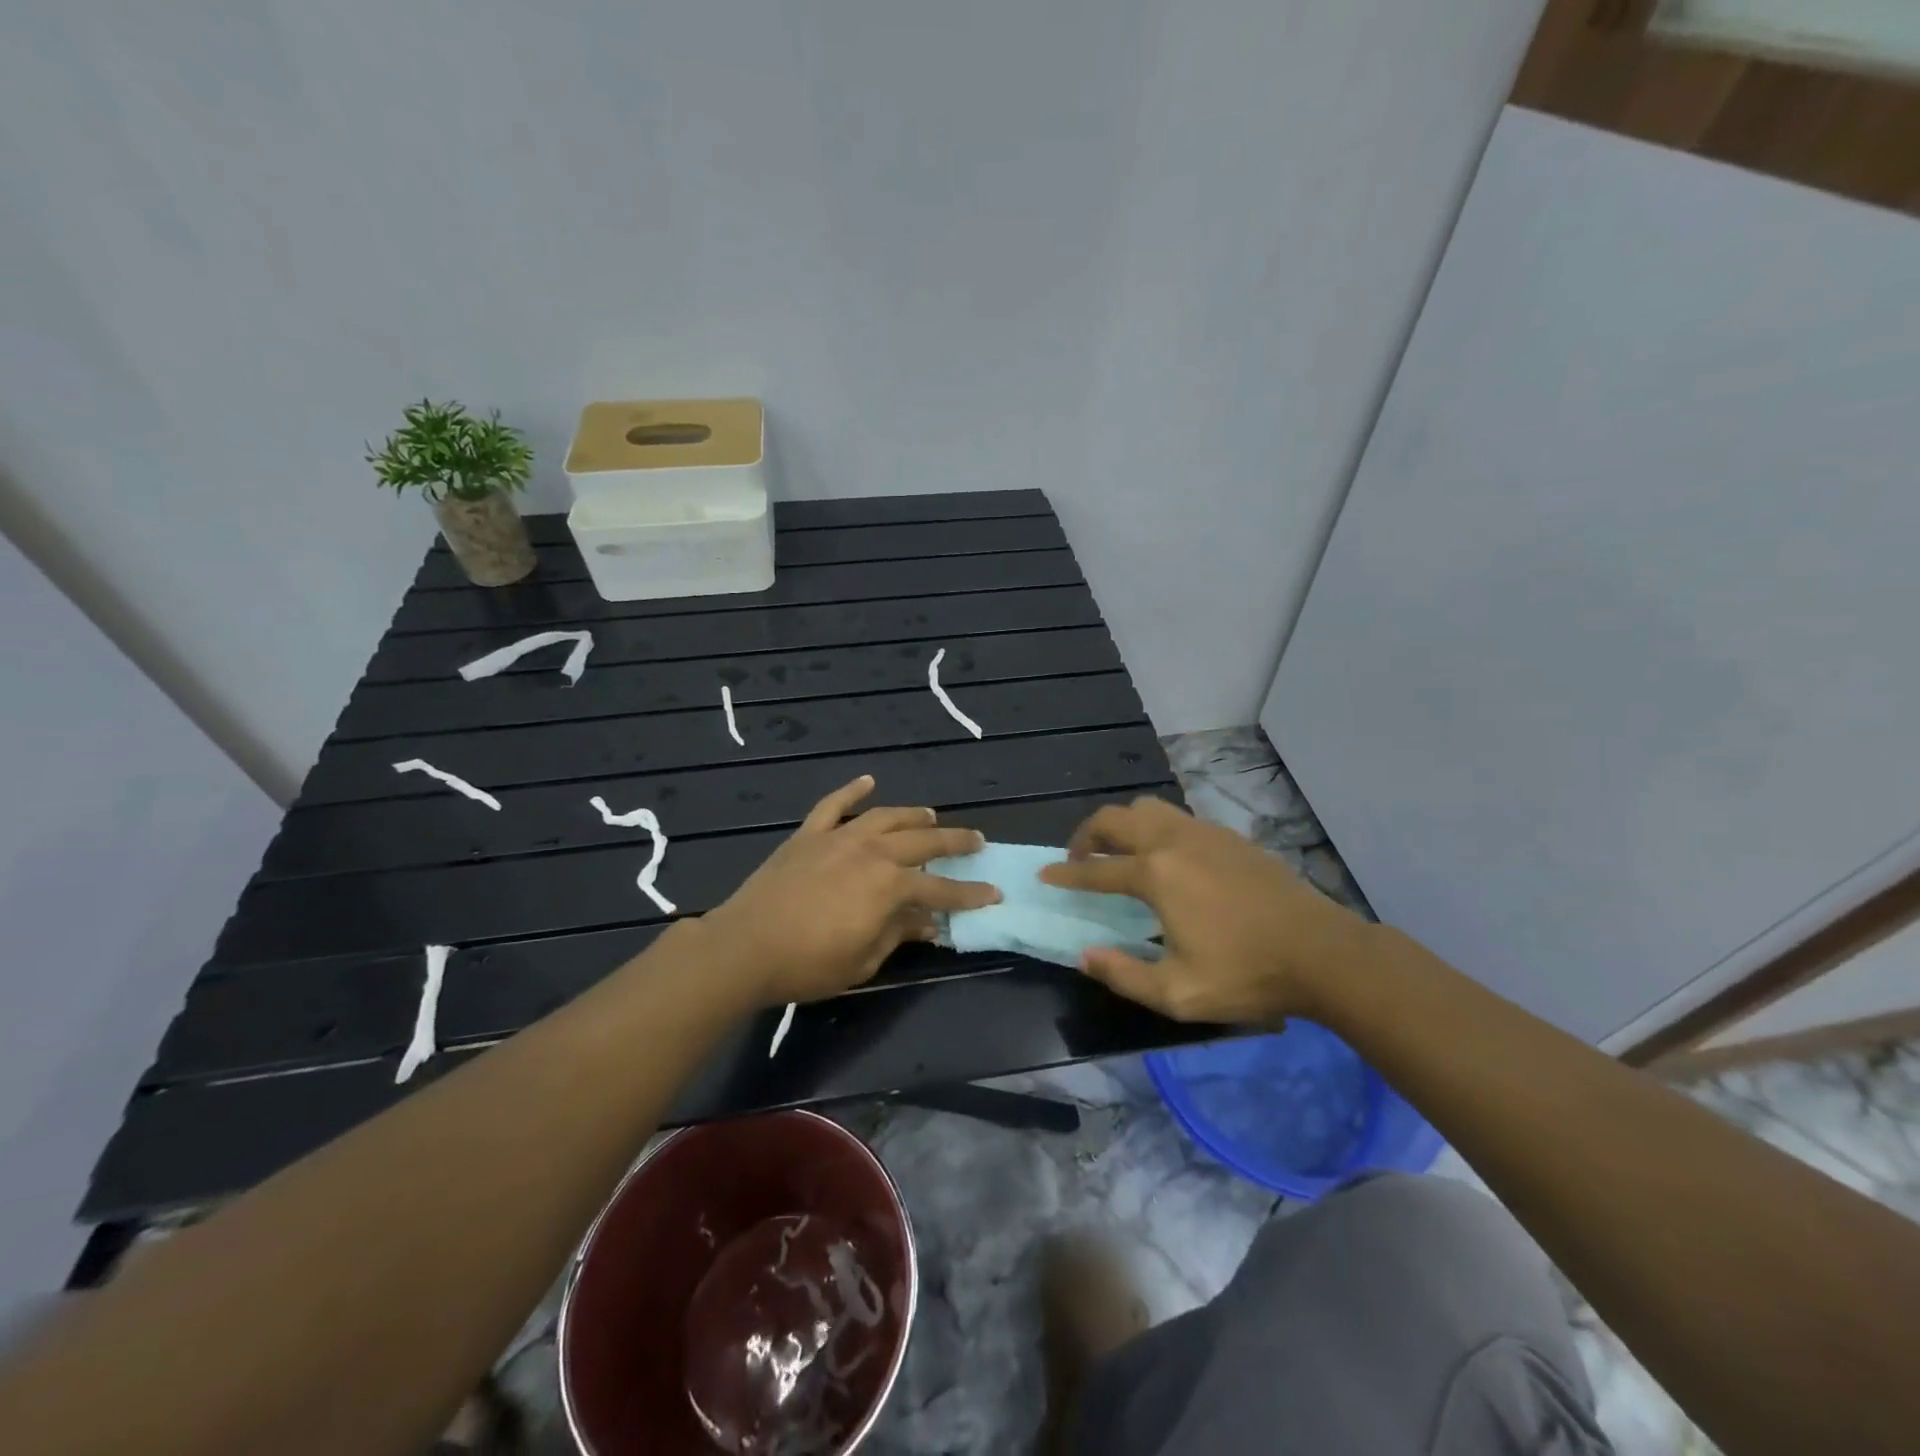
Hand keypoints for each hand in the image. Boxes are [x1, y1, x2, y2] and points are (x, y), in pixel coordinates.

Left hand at [697, 775, 1000, 1006]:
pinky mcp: (809, 835)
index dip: (969, 892)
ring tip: (932, 815)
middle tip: (976, 840)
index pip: (941, 887)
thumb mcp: (864, 960)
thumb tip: (928, 921)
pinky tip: (867, 780)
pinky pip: (834, 804)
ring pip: (886, 817)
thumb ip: (899, 934)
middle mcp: (872, 852)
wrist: (744, 946)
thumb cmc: (808, 964)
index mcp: (890, 885)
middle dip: (954, 840)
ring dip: (913, 814)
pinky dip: (852, 790)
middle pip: (922, 841)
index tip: (994, 892)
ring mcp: (839, 838)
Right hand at [1039, 796, 1370, 1024]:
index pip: (1097, 869)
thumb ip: (1123, 974)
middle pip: (1116, 819)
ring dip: (1122, 824)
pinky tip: (1164, 857)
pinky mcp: (1229, 837)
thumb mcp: (1178, 993)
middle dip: (1087, 834)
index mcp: (1157, 874)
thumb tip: (1085, 956)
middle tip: (1078, 857)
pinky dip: (1154, 828)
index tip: (1045, 875)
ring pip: (1148, 808)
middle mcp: (1174, 841)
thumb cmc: (1247, 974)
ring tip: (1118, 851)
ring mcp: (1205, 833)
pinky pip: (1177, 818)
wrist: (1322, 952)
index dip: (1066, 873)